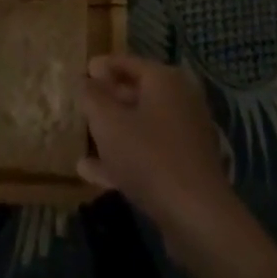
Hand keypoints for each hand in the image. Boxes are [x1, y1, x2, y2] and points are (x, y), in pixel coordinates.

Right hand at [78, 55, 240, 251]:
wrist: (196, 215)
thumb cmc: (148, 156)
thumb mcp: (108, 122)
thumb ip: (92, 97)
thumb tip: (84, 80)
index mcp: (165, 80)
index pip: (128, 62)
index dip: (102, 66)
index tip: (81, 71)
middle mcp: (179, 100)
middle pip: (136, 92)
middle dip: (107, 99)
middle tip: (80, 104)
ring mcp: (184, 135)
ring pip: (140, 125)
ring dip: (111, 132)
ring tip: (81, 136)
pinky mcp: (184, 167)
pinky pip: (147, 153)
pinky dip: (122, 157)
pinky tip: (90, 172)